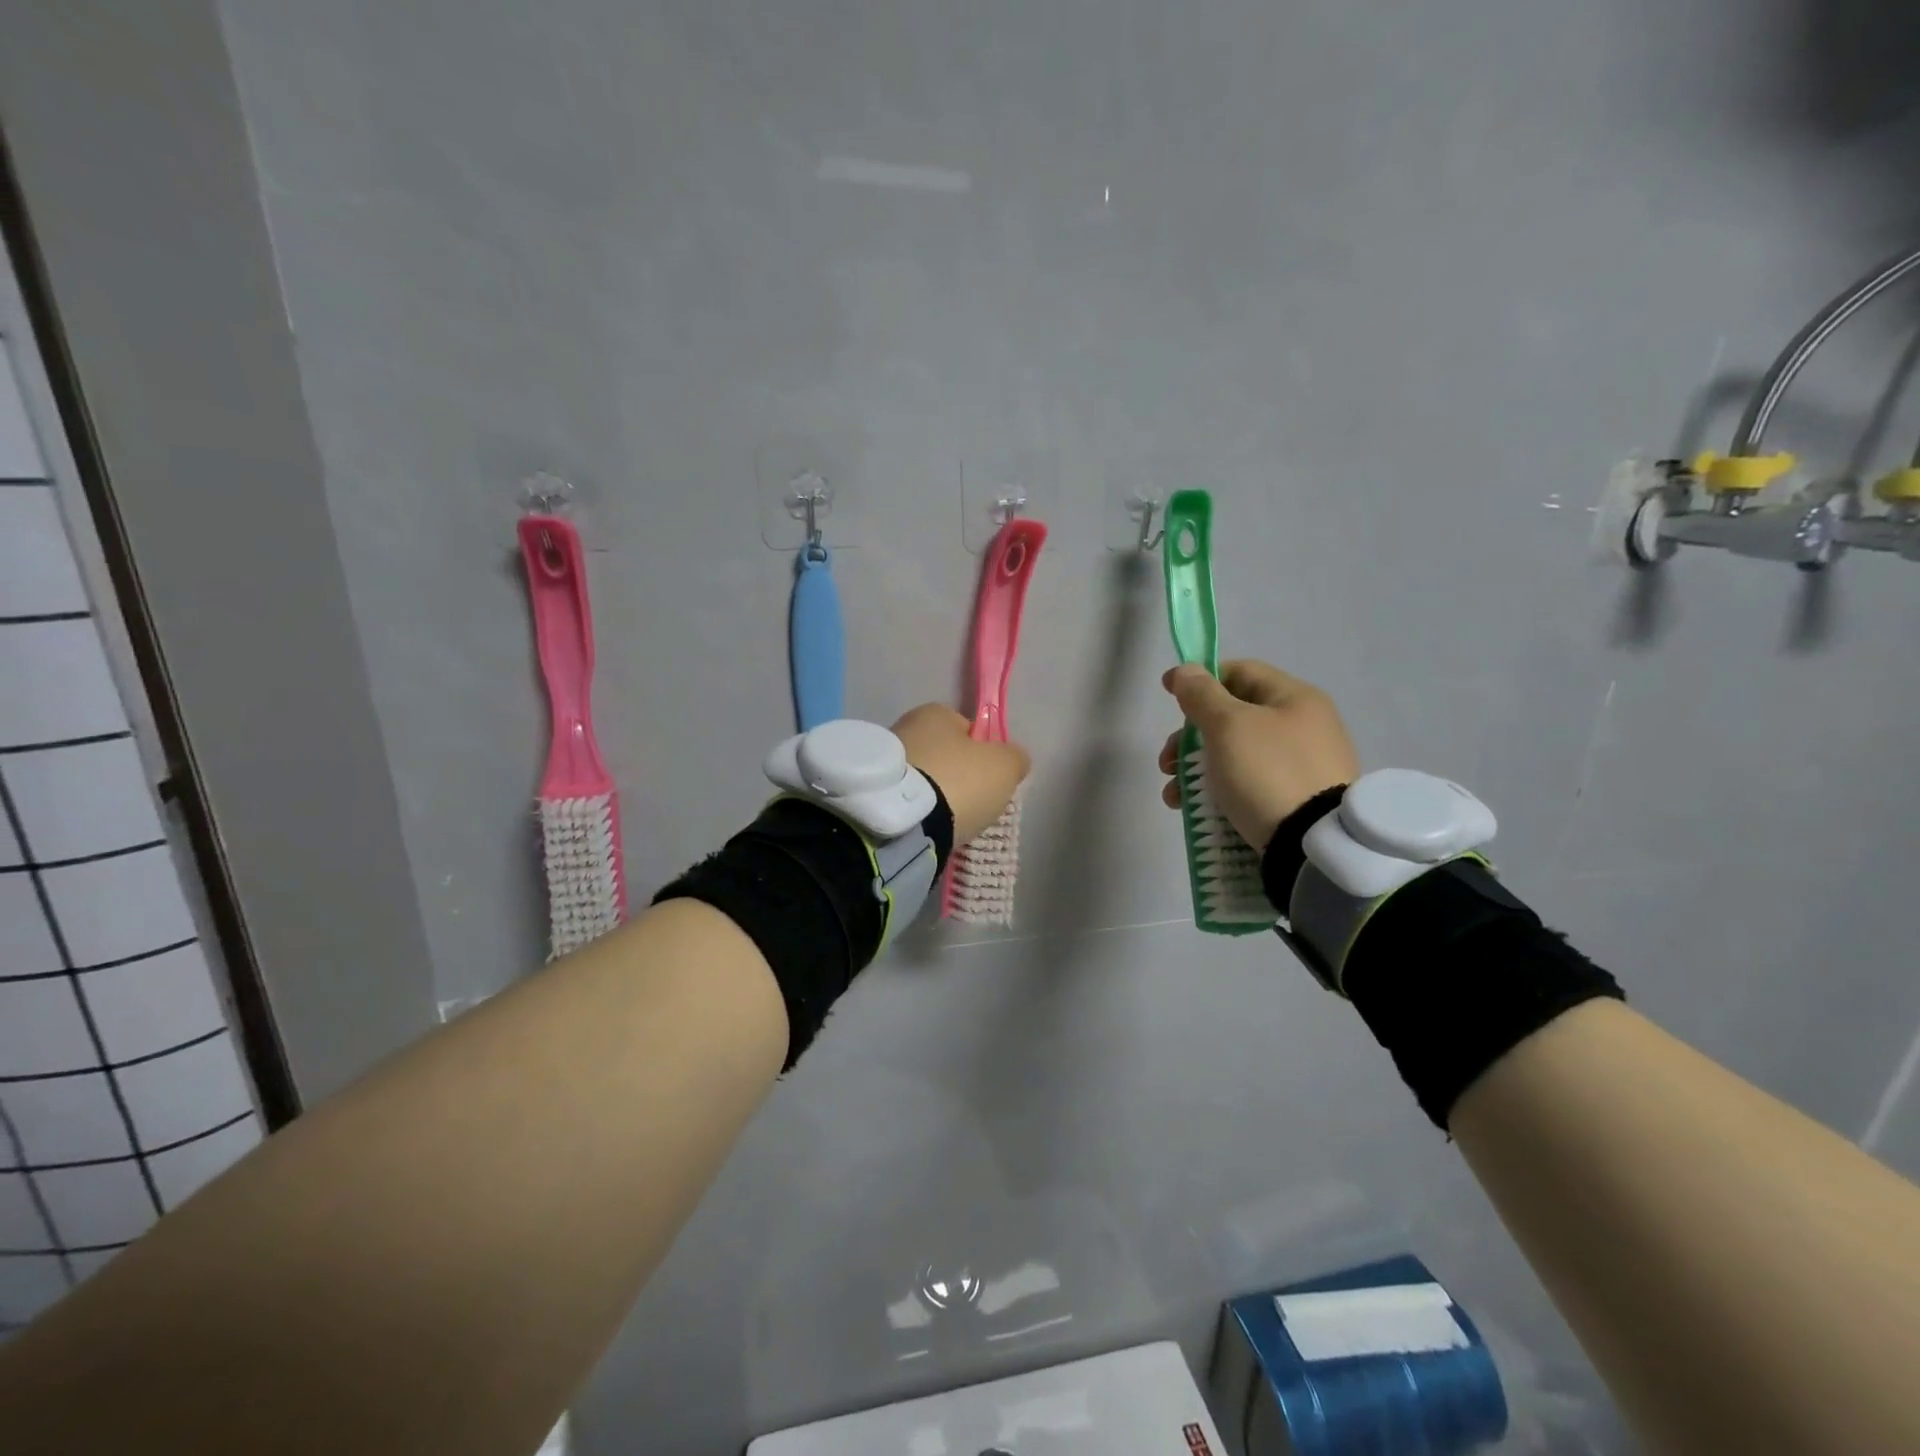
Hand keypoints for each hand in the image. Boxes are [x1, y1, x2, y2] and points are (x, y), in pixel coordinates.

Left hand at [892, 705, 1029, 844]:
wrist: (905, 823)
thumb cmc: (958, 782)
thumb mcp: (1004, 766)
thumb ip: (1014, 757)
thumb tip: (1013, 759)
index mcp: (934, 712)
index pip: (967, 728)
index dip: (983, 752)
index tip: (988, 778)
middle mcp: (903, 727)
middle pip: (943, 754)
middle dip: (956, 775)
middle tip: (971, 802)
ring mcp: (884, 762)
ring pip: (923, 778)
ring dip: (935, 795)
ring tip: (948, 820)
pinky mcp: (872, 794)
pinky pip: (906, 800)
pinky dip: (919, 811)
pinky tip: (928, 827)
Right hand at [1158, 661, 1358, 850]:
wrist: (1314, 845)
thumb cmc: (1267, 772)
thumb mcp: (1228, 726)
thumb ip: (1201, 695)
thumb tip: (1184, 671)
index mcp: (1295, 698)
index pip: (1240, 672)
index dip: (1200, 678)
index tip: (1167, 694)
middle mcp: (1304, 726)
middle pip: (1233, 717)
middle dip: (1190, 737)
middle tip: (1166, 760)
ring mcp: (1303, 765)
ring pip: (1236, 754)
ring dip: (1196, 769)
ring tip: (1174, 795)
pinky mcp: (1297, 799)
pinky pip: (1249, 784)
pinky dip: (1218, 791)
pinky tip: (1195, 810)